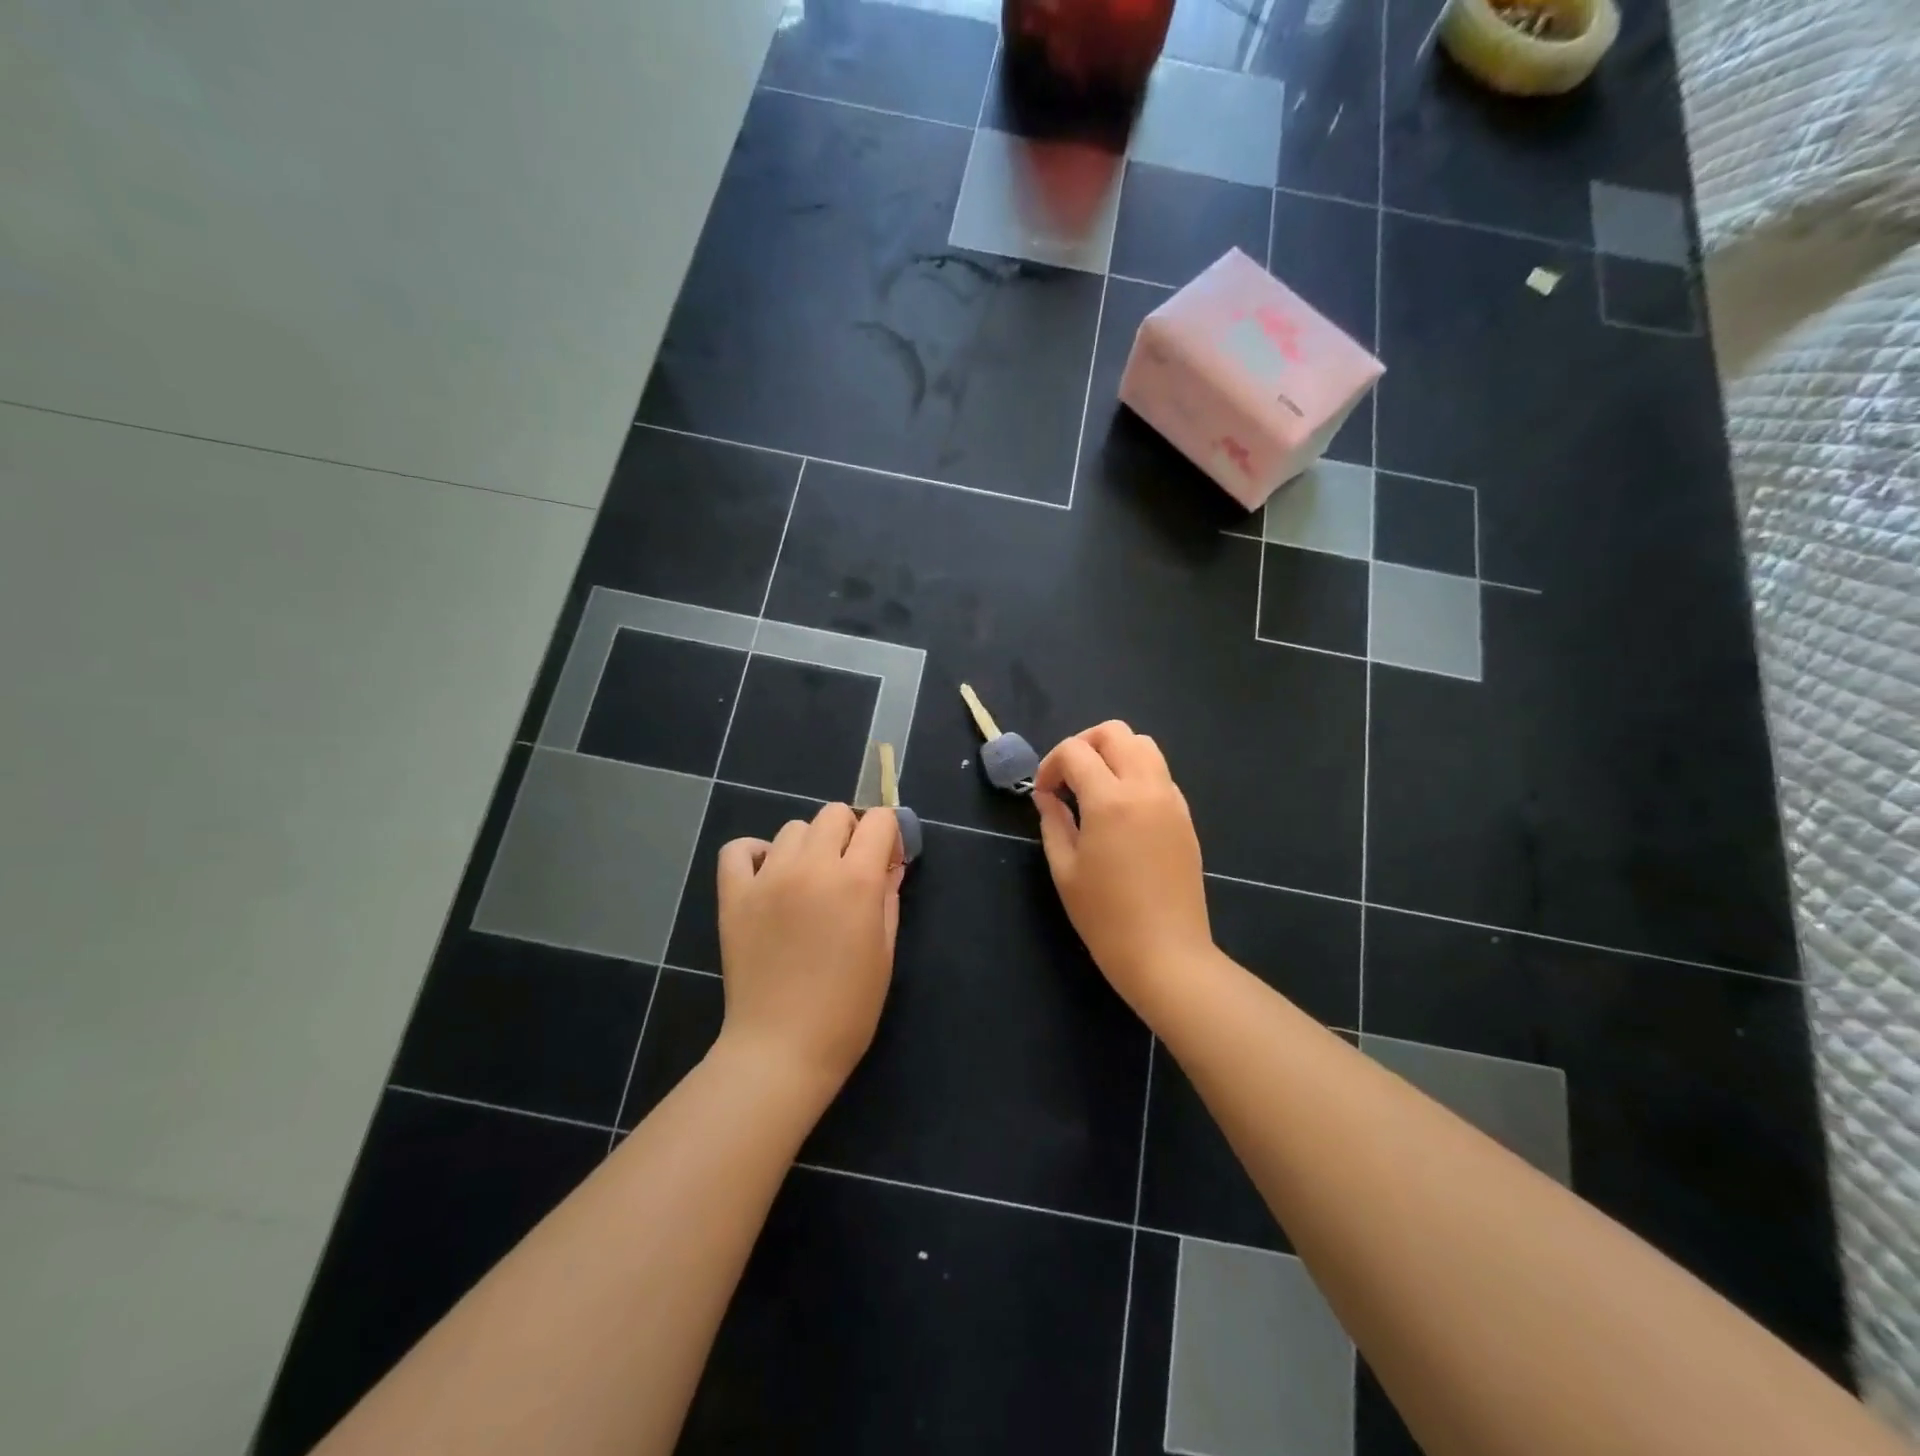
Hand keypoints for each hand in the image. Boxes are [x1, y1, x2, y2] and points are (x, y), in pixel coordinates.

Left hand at [714, 804, 904, 1100]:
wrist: (783, 1049)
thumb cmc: (848, 1009)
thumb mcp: (885, 952)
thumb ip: (888, 898)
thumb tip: (889, 866)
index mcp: (856, 881)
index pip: (879, 822)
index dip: (888, 836)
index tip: (885, 861)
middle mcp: (812, 867)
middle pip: (834, 814)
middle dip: (850, 833)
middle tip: (849, 870)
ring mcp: (768, 878)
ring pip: (793, 828)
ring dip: (809, 845)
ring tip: (808, 881)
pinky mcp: (734, 896)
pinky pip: (739, 849)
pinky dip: (756, 853)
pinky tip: (768, 876)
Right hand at [1033, 721, 1211, 1012]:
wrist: (1166, 953)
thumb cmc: (1105, 917)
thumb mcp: (1064, 869)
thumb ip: (1053, 822)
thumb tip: (1047, 796)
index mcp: (1110, 800)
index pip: (1076, 751)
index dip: (1051, 764)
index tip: (1043, 793)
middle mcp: (1145, 788)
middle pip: (1115, 732)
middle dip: (1084, 745)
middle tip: (1068, 780)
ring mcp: (1171, 799)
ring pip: (1144, 745)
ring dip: (1113, 754)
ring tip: (1095, 789)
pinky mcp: (1185, 816)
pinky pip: (1160, 773)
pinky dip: (1136, 774)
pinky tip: (1122, 810)